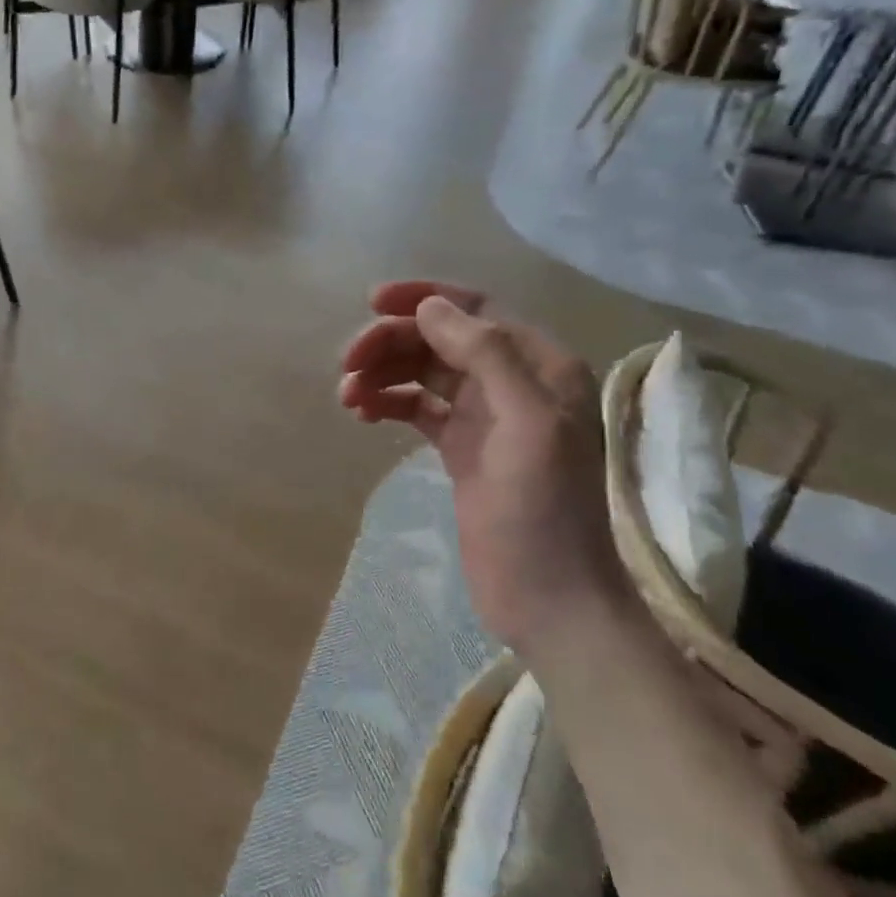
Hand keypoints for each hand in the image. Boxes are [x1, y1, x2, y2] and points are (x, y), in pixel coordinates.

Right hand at [339, 282, 631, 653]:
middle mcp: (511, 382)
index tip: (372, 302)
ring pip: (422, 372)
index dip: (424, 298)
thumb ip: (484, 354)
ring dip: (382, 373)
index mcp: (539, 366)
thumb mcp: (526, 423)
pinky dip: (387, 402)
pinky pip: (416, 407)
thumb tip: (429, 307)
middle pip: (440, 339)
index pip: (475, 309)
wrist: (549, 598)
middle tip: (346, 364)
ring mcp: (483, 416)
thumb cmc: (544, 510)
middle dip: (391, 342)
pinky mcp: (459, 447)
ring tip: (347, 396)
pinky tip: (362, 413)